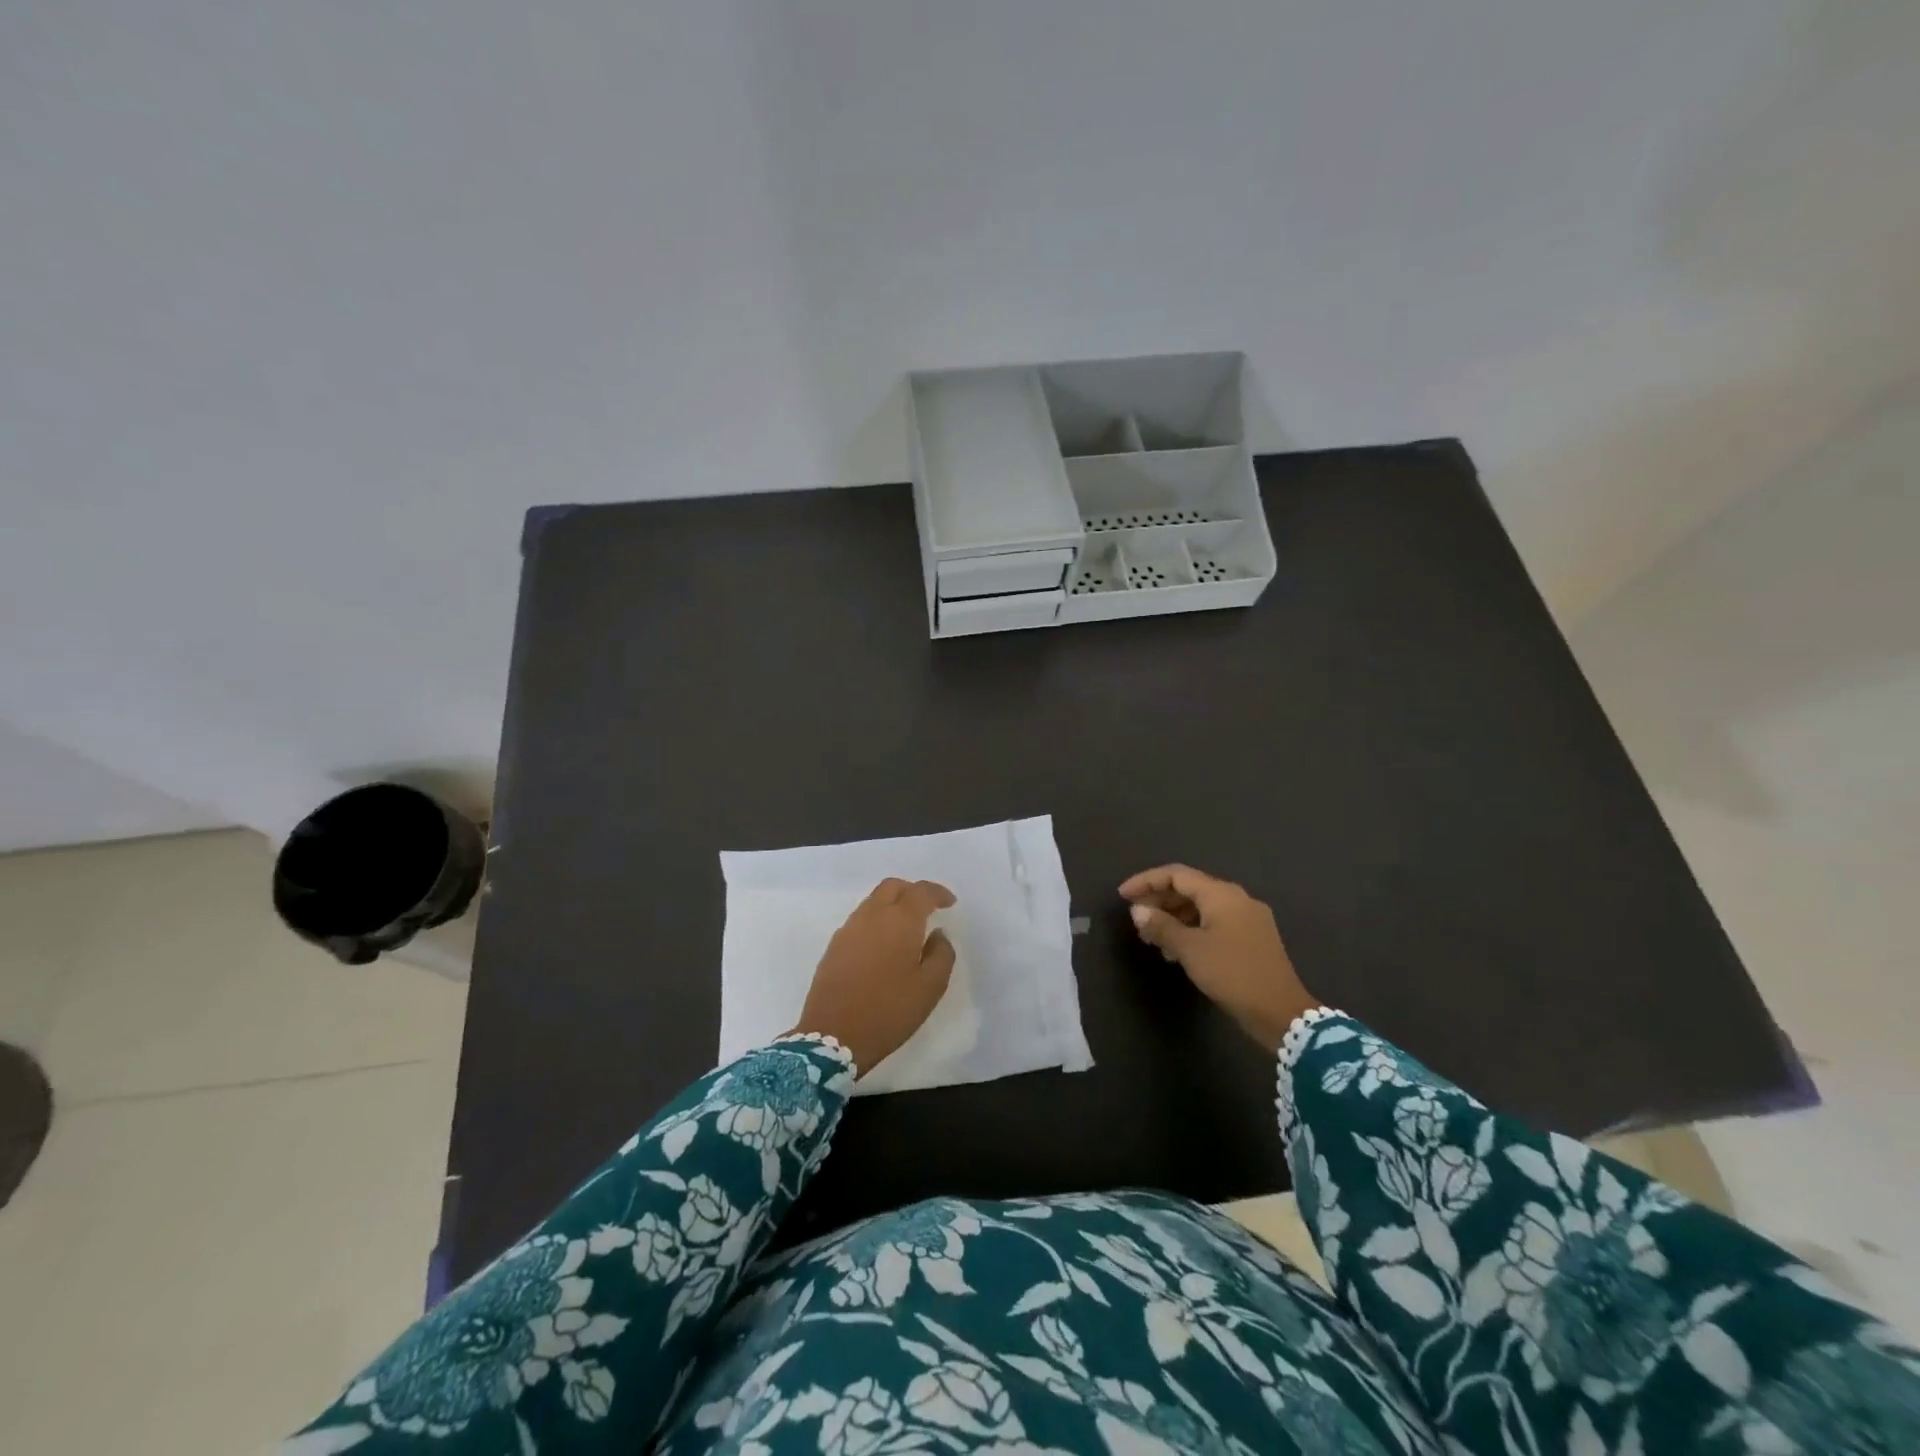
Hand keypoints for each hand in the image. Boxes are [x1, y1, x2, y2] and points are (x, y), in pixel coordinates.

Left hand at [788, 878, 956, 1075]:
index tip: (950, 903)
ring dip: (892, 905)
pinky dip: (876, 921)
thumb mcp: (930, 987)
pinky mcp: (834, 945)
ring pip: (873, 901)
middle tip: (927, 909)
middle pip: (892, 887)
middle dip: (912, 891)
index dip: (938, 893)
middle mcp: (872, 916)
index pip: (921, 891)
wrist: (833, 1036)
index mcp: (899, 921)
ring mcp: (849, 929)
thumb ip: (941, 954)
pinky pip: (860, 920)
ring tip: (906, 928)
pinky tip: (883, 945)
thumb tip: (938, 934)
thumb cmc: (889, 1010)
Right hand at [1119, 864, 1318, 1052]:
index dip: (1146, 881)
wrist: (1281, 1013)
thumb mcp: (1190, 950)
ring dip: (1174, 918)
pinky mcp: (1253, 938)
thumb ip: (1161, 926)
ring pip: (1202, 908)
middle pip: (1190, 889)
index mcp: (1222, 894)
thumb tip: (1137, 910)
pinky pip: (1214, 923)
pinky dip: (1192, 930)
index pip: (1176, 875)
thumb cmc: (1232, 974)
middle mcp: (1237, 899)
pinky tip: (1177, 951)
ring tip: (1152, 939)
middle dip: (1159, 901)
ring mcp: (1248, 918)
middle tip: (1135, 918)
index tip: (1123, 895)